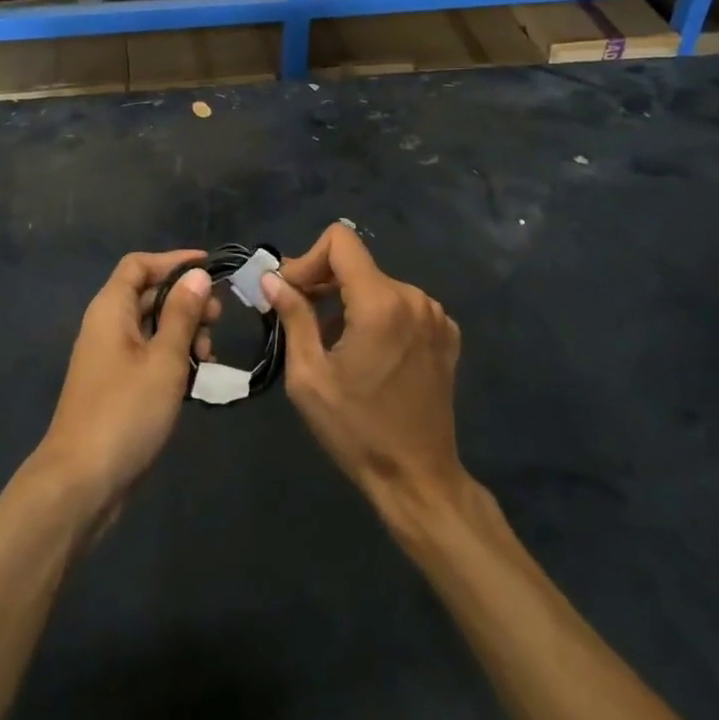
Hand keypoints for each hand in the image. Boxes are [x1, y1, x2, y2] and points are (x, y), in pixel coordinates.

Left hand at [36, 251, 221, 510]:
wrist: (81, 483)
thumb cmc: (126, 412)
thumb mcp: (165, 359)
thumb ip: (182, 314)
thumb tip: (197, 274)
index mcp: (111, 310)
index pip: (139, 265)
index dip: (173, 261)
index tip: (210, 268)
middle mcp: (107, 326)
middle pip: (148, 294)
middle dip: (185, 299)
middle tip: (218, 318)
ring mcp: (110, 358)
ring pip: (151, 326)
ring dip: (183, 331)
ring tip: (209, 353)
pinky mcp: (116, 386)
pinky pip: (148, 354)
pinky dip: (173, 356)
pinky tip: (196, 375)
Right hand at [264, 224, 466, 515]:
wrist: (418, 478)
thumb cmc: (357, 431)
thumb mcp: (309, 377)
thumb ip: (293, 316)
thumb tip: (272, 278)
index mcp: (380, 302)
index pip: (340, 241)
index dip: (308, 259)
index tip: (293, 294)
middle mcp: (413, 296)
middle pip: (357, 263)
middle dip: (323, 282)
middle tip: (299, 315)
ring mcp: (435, 314)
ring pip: (378, 284)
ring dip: (349, 301)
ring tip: (333, 342)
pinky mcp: (446, 333)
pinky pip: (402, 304)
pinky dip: (378, 315)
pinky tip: (369, 353)